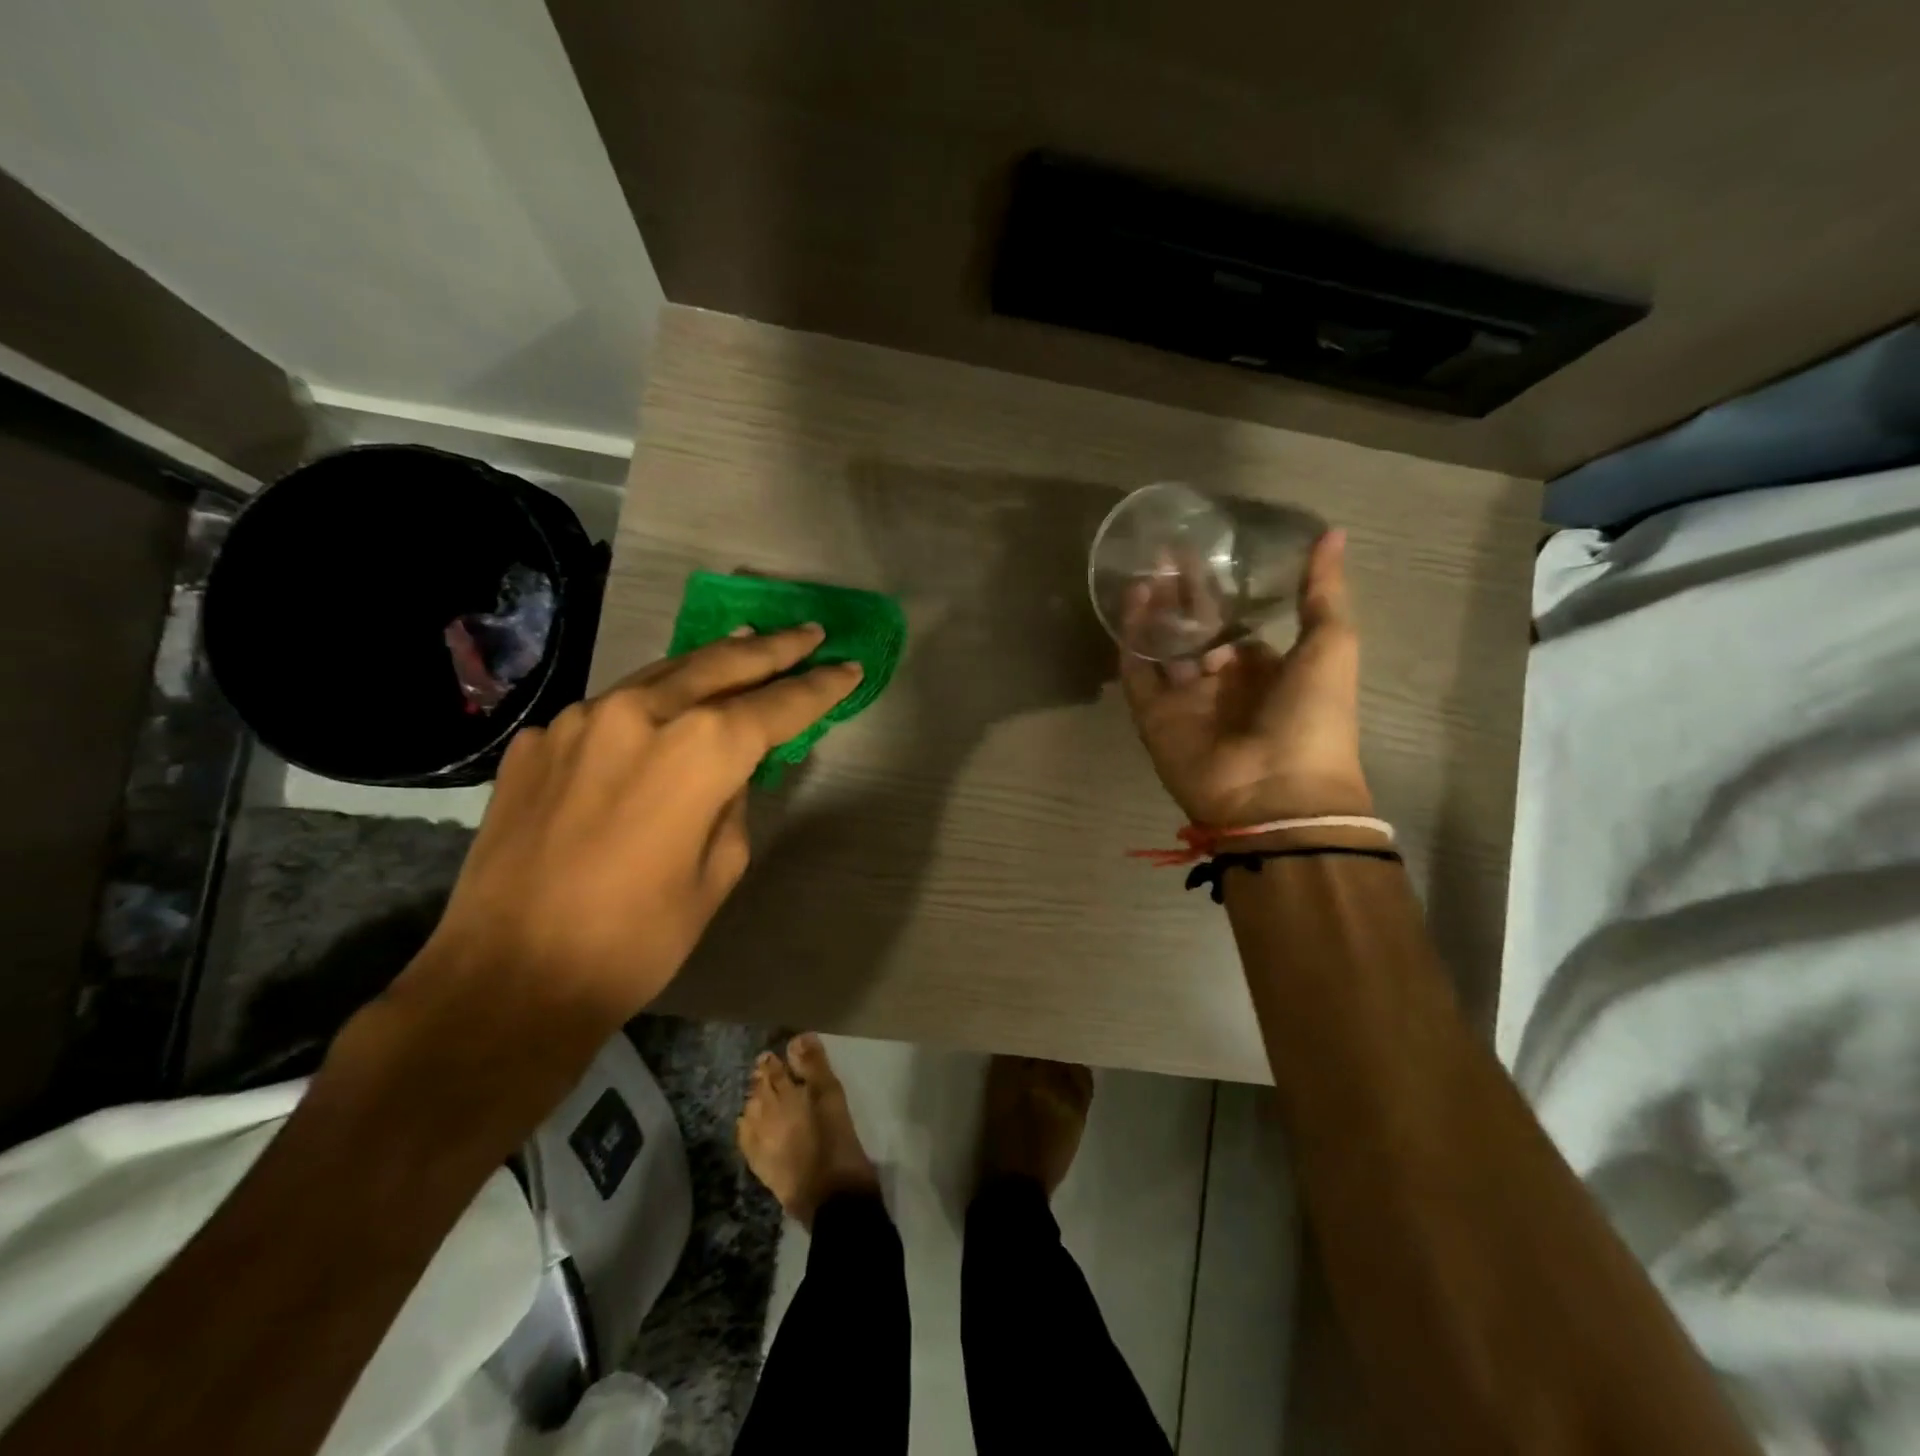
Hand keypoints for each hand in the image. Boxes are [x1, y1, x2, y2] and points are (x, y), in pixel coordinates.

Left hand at [393, 625, 861, 1049]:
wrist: (509, 978)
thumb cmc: (637, 938)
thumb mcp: (718, 871)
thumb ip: (731, 802)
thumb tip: (725, 771)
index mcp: (700, 750)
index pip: (778, 704)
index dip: (819, 687)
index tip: (849, 669)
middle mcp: (641, 714)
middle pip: (722, 664)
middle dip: (773, 648)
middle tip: (808, 633)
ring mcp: (580, 721)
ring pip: (661, 674)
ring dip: (709, 662)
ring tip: (743, 644)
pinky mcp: (537, 741)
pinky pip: (608, 712)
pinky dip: (646, 707)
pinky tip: (658, 717)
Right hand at [1122, 528, 1369, 826]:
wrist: (1276, 792)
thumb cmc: (1312, 717)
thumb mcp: (1332, 646)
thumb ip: (1323, 593)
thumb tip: (1333, 532)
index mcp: (1263, 671)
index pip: (1233, 624)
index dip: (1220, 592)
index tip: (1204, 553)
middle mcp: (1220, 683)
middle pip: (1192, 630)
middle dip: (1180, 594)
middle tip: (1165, 551)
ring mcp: (1184, 700)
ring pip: (1161, 647)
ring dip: (1153, 610)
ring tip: (1145, 568)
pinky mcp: (1153, 715)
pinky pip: (1138, 673)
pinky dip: (1132, 640)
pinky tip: (1133, 602)